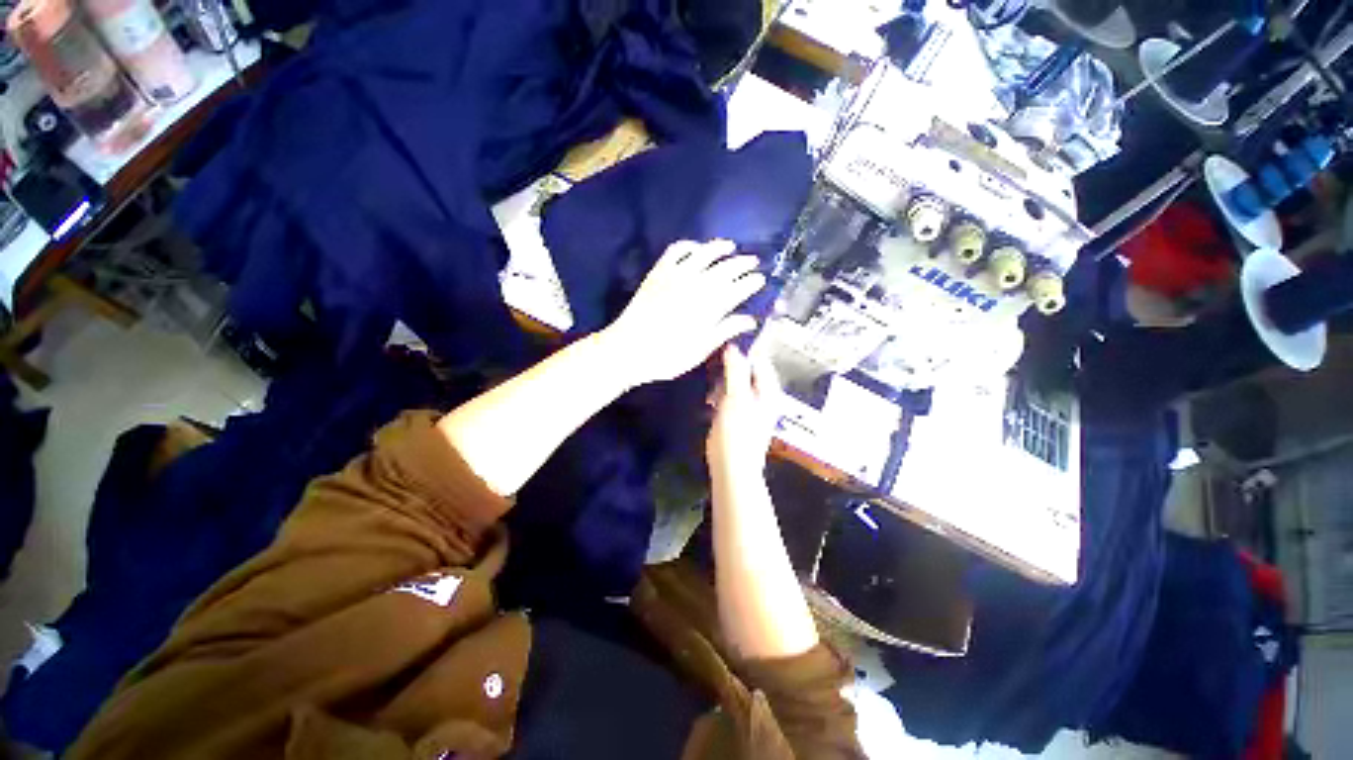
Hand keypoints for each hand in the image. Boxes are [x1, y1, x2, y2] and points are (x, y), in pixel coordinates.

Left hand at [602, 239, 765, 387]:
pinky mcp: (658, 272)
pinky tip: (696, 248)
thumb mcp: (700, 350)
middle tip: (753, 261)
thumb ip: (725, 330)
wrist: (628, 349)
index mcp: (709, 307)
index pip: (737, 289)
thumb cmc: (668, 356)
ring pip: (703, 253)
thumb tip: (750, 319)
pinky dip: (689, 245)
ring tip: (731, 247)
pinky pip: (676, 250)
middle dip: (742, 263)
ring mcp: (675, 275)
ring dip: (719, 248)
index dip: (751, 282)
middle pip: (725, 268)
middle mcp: (696, 285)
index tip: (760, 279)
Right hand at [707, 344, 780, 479]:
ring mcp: (751, 408)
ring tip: (711, 386)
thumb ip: (735, 371)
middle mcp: (763, 396)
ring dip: (723, 381)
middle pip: (748, 371)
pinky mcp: (739, 418)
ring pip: (737, 383)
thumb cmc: (737, 433)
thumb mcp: (736, 397)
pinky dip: (721, 394)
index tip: (723, 345)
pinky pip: (730, 397)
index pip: (760, 359)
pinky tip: (710, 400)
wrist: (733, 469)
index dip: (743, 350)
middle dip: (731, 367)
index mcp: (768, 390)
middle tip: (713, 366)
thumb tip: (733, 347)